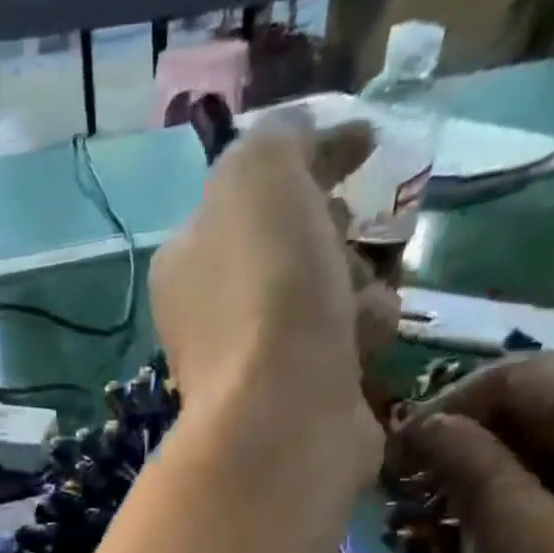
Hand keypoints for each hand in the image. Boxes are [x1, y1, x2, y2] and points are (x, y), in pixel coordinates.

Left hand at [151, 119, 397, 475]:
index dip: (308, 162)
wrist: (284, 414)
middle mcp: (215, 314)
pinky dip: (364, 337)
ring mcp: (257, 363)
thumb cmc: (266, 290)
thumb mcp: (261, 175)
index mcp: (189, 259)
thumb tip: (306, 137)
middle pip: (294, 247)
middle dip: (334, 232)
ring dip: (357, 287)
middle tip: (344, 235)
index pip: (250, 193)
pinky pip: (348, 346)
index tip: (363, 146)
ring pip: (330, 295)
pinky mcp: (303, 400)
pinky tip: (361, 348)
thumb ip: (280, 139)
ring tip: (352, 307)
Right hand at [396, 354, 553, 552]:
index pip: (516, 376)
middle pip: (543, 417)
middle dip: (473, 471)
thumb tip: (422, 424)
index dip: (444, 416)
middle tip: (424, 529)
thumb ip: (475, 476)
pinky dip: (543, 528)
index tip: (395, 470)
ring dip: (501, 509)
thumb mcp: (534, 550)